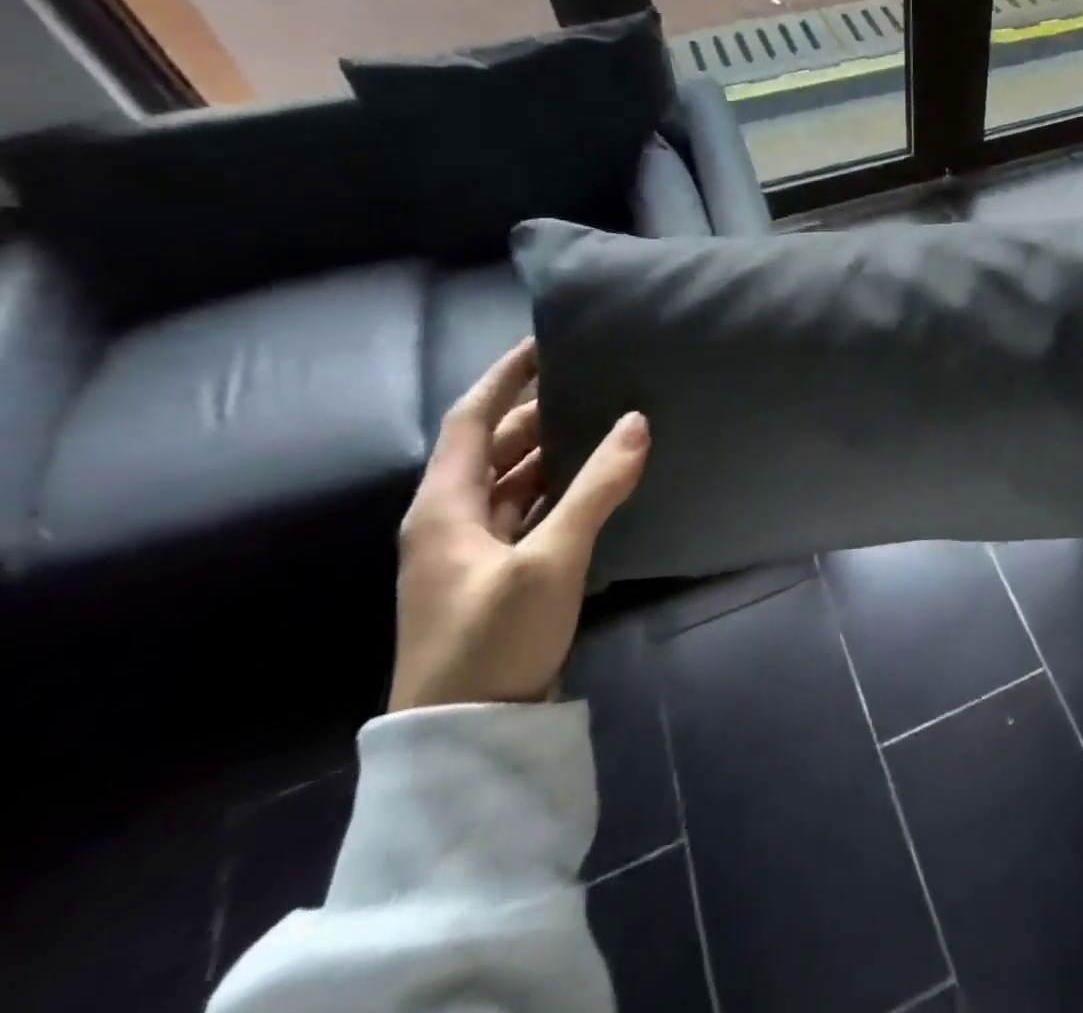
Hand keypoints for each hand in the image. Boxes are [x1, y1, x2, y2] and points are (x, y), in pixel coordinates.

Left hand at [389, 338, 650, 711]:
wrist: (465, 738)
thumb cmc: (494, 639)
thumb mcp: (552, 559)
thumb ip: (598, 488)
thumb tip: (637, 422)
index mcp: (444, 507)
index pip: (471, 419)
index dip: (504, 377)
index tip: (544, 343)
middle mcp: (450, 520)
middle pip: (494, 448)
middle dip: (539, 414)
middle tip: (594, 385)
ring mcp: (470, 551)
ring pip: (512, 482)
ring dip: (552, 453)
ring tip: (604, 425)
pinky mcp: (493, 576)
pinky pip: (525, 512)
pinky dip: (556, 490)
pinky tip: (595, 484)